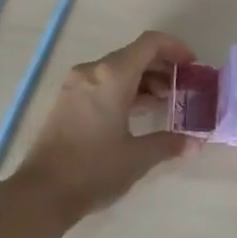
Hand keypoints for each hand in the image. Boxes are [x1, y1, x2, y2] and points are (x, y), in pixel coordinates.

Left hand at [16, 30, 201, 218]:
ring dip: (144, 79)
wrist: (41, 193)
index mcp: (112, 75)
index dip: (176, 48)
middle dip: (163, 66)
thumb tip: (195, 144)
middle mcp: (94, 70)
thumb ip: (169, 144)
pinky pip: (104, 81)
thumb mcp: (137, 158)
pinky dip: (125, 89)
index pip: (150, 43)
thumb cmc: (93, 170)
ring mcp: (77, 84)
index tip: (194, 66)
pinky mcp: (68, 99)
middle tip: (185, 87)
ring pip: (119, 68)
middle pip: (135, 54)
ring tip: (166, 102)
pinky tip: (139, 111)